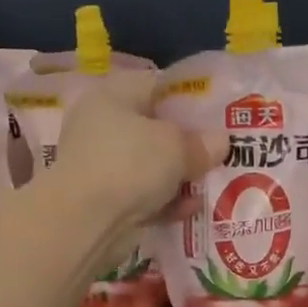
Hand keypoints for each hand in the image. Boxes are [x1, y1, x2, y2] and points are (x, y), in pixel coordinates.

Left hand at [53, 70, 227, 227]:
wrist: (86, 221)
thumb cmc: (130, 163)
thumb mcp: (177, 146)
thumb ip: (202, 143)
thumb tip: (220, 141)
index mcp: (112, 96)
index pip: (155, 85)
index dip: (187, 97)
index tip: (215, 114)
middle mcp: (101, 126)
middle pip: (153, 129)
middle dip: (186, 143)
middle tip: (219, 151)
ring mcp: (101, 165)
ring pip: (150, 166)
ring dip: (179, 176)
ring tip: (212, 182)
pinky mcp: (105, 201)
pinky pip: (143, 196)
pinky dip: (166, 202)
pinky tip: (192, 208)